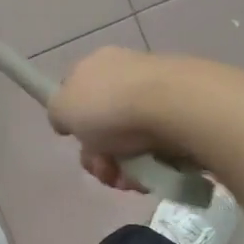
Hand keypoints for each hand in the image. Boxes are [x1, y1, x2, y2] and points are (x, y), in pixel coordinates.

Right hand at [48, 46, 189, 191]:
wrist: (175, 106)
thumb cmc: (110, 105)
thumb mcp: (63, 107)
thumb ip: (58, 113)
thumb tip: (67, 120)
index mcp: (98, 64)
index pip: (79, 94)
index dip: (75, 123)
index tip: (79, 142)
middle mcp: (128, 75)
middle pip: (104, 125)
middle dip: (100, 156)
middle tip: (104, 169)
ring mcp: (159, 95)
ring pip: (131, 142)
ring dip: (125, 167)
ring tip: (131, 179)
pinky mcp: (184, 116)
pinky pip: (159, 148)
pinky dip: (152, 165)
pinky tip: (152, 174)